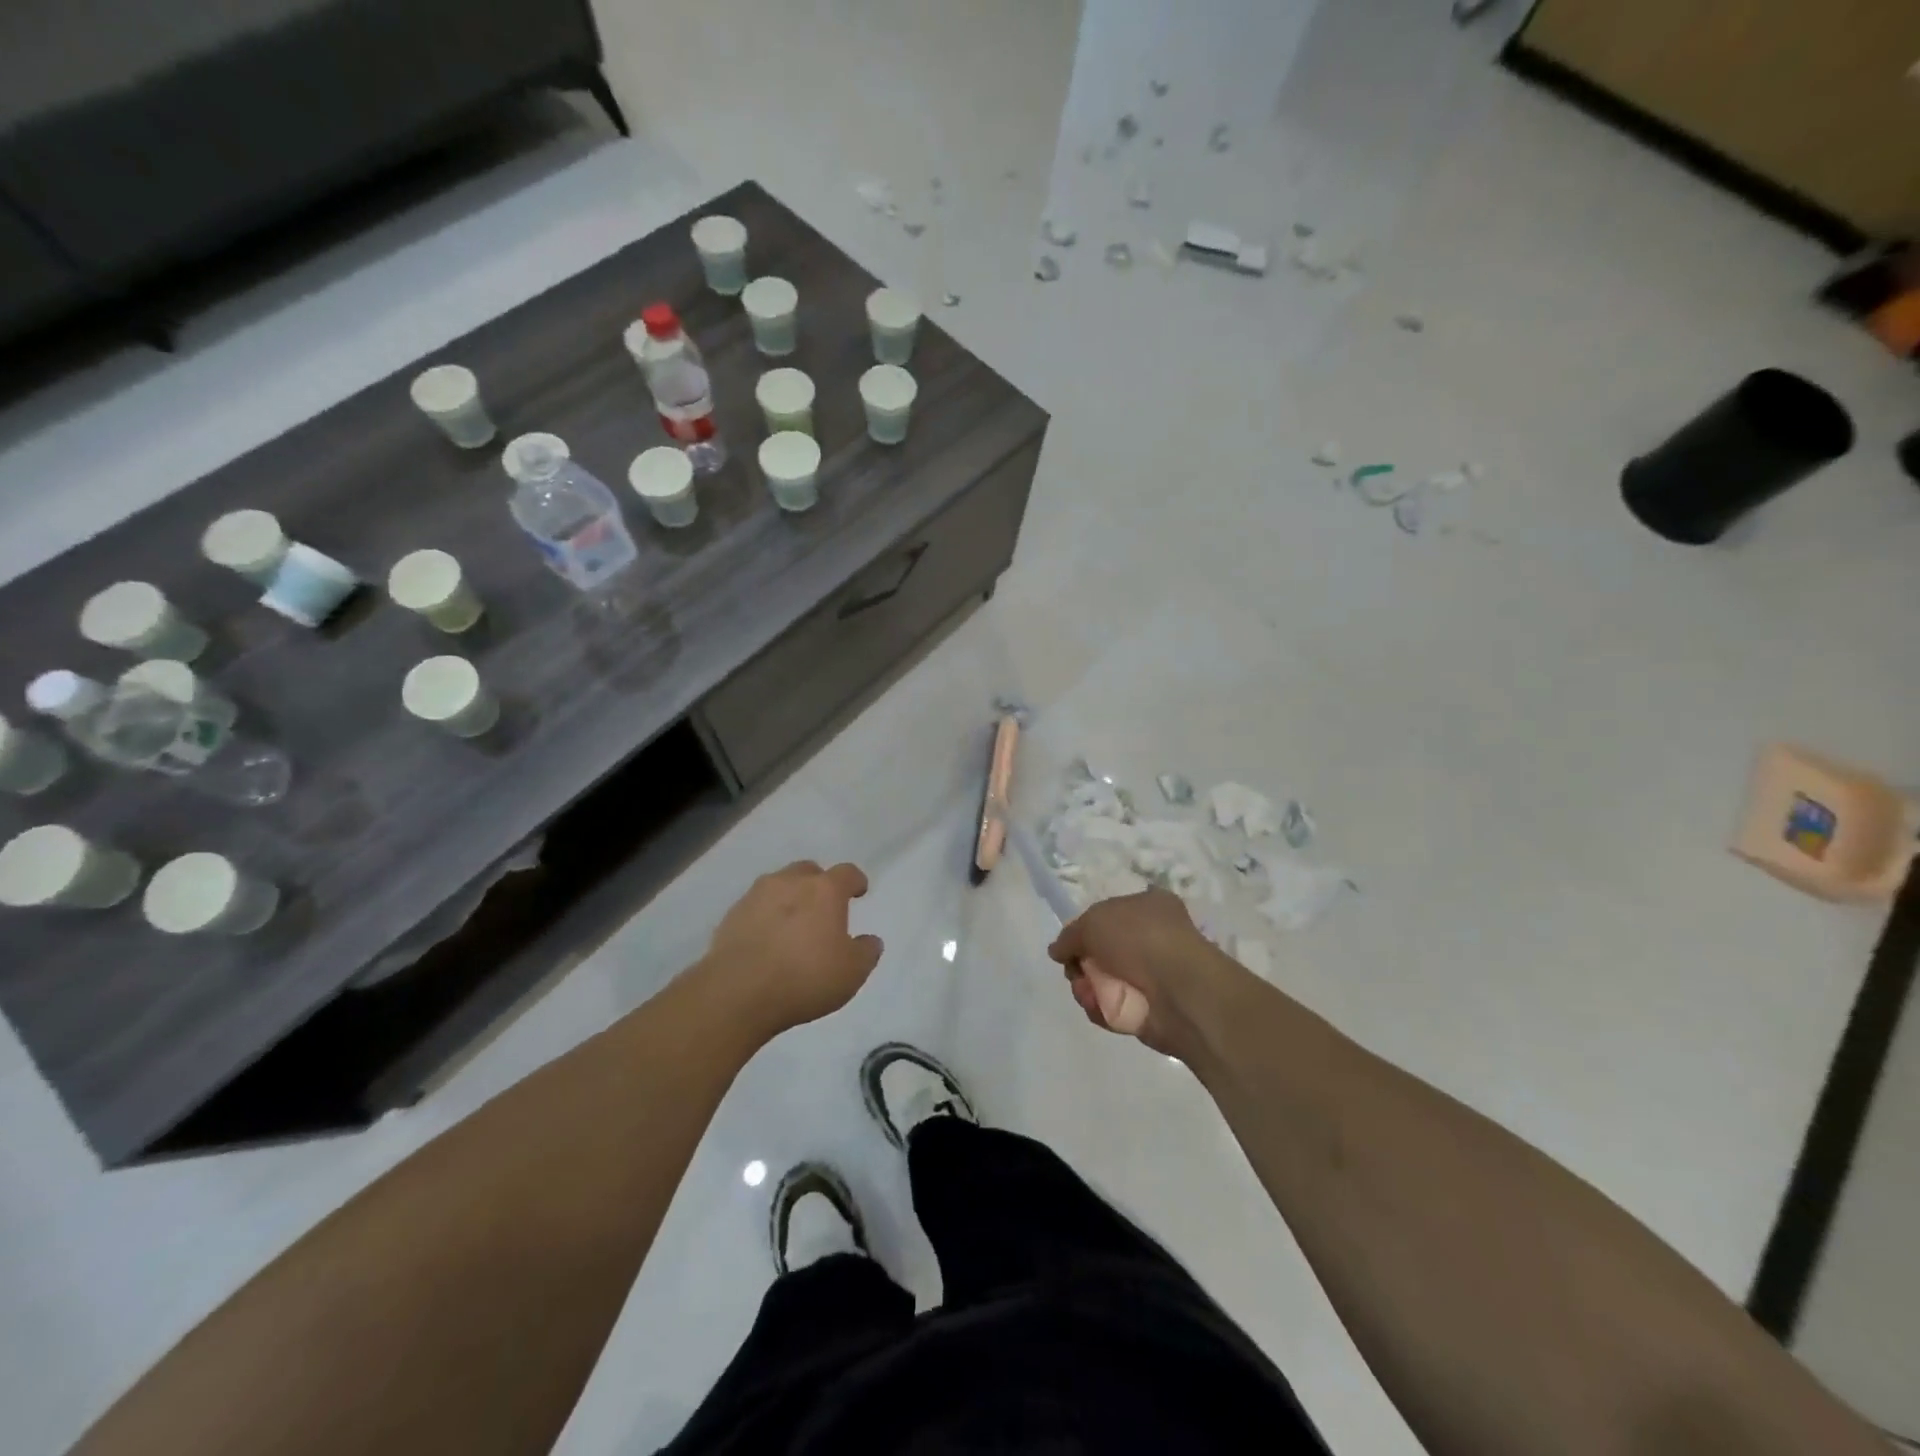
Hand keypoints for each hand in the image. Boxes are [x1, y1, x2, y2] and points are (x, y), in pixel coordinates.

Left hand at [700, 861, 883, 1039]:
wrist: (737, 993)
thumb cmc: (805, 977)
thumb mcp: (852, 972)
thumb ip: (866, 952)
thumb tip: (870, 940)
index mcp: (824, 890)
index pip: (846, 872)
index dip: (855, 880)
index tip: (859, 891)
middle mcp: (790, 883)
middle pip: (808, 871)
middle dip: (818, 884)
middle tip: (823, 908)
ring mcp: (756, 896)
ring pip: (778, 886)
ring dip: (789, 898)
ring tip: (792, 925)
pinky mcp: (731, 916)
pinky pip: (755, 908)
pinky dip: (765, 917)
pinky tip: (766, 941)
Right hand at [1047, 888, 1253, 1059]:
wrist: (1179, 990)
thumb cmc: (1139, 939)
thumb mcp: (1093, 922)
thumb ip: (1070, 935)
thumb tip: (1057, 950)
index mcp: (1148, 906)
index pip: (1107, 915)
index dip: (1085, 929)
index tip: (1070, 943)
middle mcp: (1151, 938)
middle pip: (1100, 951)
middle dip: (1081, 963)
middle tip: (1076, 970)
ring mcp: (1151, 975)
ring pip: (1102, 981)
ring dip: (1086, 987)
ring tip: (1088, 992)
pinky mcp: (1148, 1009)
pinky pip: (1112, 1007)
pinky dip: (1101, 1008)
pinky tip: (1101, 1007)